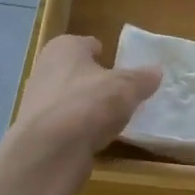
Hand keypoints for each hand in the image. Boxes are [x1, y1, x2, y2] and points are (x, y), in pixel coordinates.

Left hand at [13, 35, 160, 159]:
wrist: (50, 150)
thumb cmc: (89, 103)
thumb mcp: (126, 88)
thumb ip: (142, 78)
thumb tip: (157, 71)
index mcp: (64, 48)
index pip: (88, 44)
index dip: (106, 54)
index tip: (122, 67)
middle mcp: (45, 69)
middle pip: (77, 72)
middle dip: (96, 82)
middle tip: (122, 93)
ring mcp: (37, 102)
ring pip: (70, 99)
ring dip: (88, 107)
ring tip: (113, 119)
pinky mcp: (38, 131)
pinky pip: (67, 125)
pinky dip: (80, 130)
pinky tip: (97, 139)